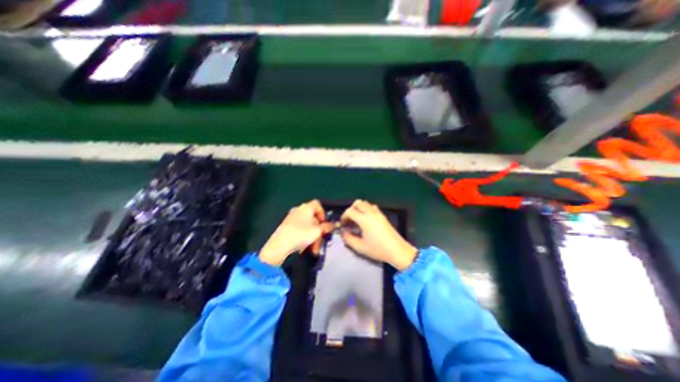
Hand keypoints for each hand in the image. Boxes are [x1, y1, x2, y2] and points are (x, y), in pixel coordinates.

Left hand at [261, 200, 333, 264]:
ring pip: (307, 226)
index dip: (323, 213)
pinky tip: (304, 248)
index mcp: (306, 207)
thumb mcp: (317, 231)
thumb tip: (335, 224)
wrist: (279, 245)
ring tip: (313, 249)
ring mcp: (291, 218)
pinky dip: (305, 237)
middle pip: (313, 218)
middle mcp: (298, 210)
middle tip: (320, 241)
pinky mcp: (286, 226)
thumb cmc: (301, 234)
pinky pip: (300, 230)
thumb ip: (327, 227)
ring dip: (313, 237)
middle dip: (318, 231)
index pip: (317, 204)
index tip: (325, 224)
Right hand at [339, 200, 417, 270]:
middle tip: (349, 220)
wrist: (397, 251)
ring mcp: (378, 213)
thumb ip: (348, 239)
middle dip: (351, 209)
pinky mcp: (383, 216)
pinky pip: (372, 207)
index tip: (343, 224)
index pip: (350, 211)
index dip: (344, 216)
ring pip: (365, 203)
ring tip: (357, 220)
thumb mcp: (360, 247)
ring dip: (358, 208)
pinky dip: (366, 209)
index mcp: (365, 220)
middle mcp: (371, 213)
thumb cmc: (378, 250)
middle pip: (357, 203)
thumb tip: (343, 232)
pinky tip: (366, 220)